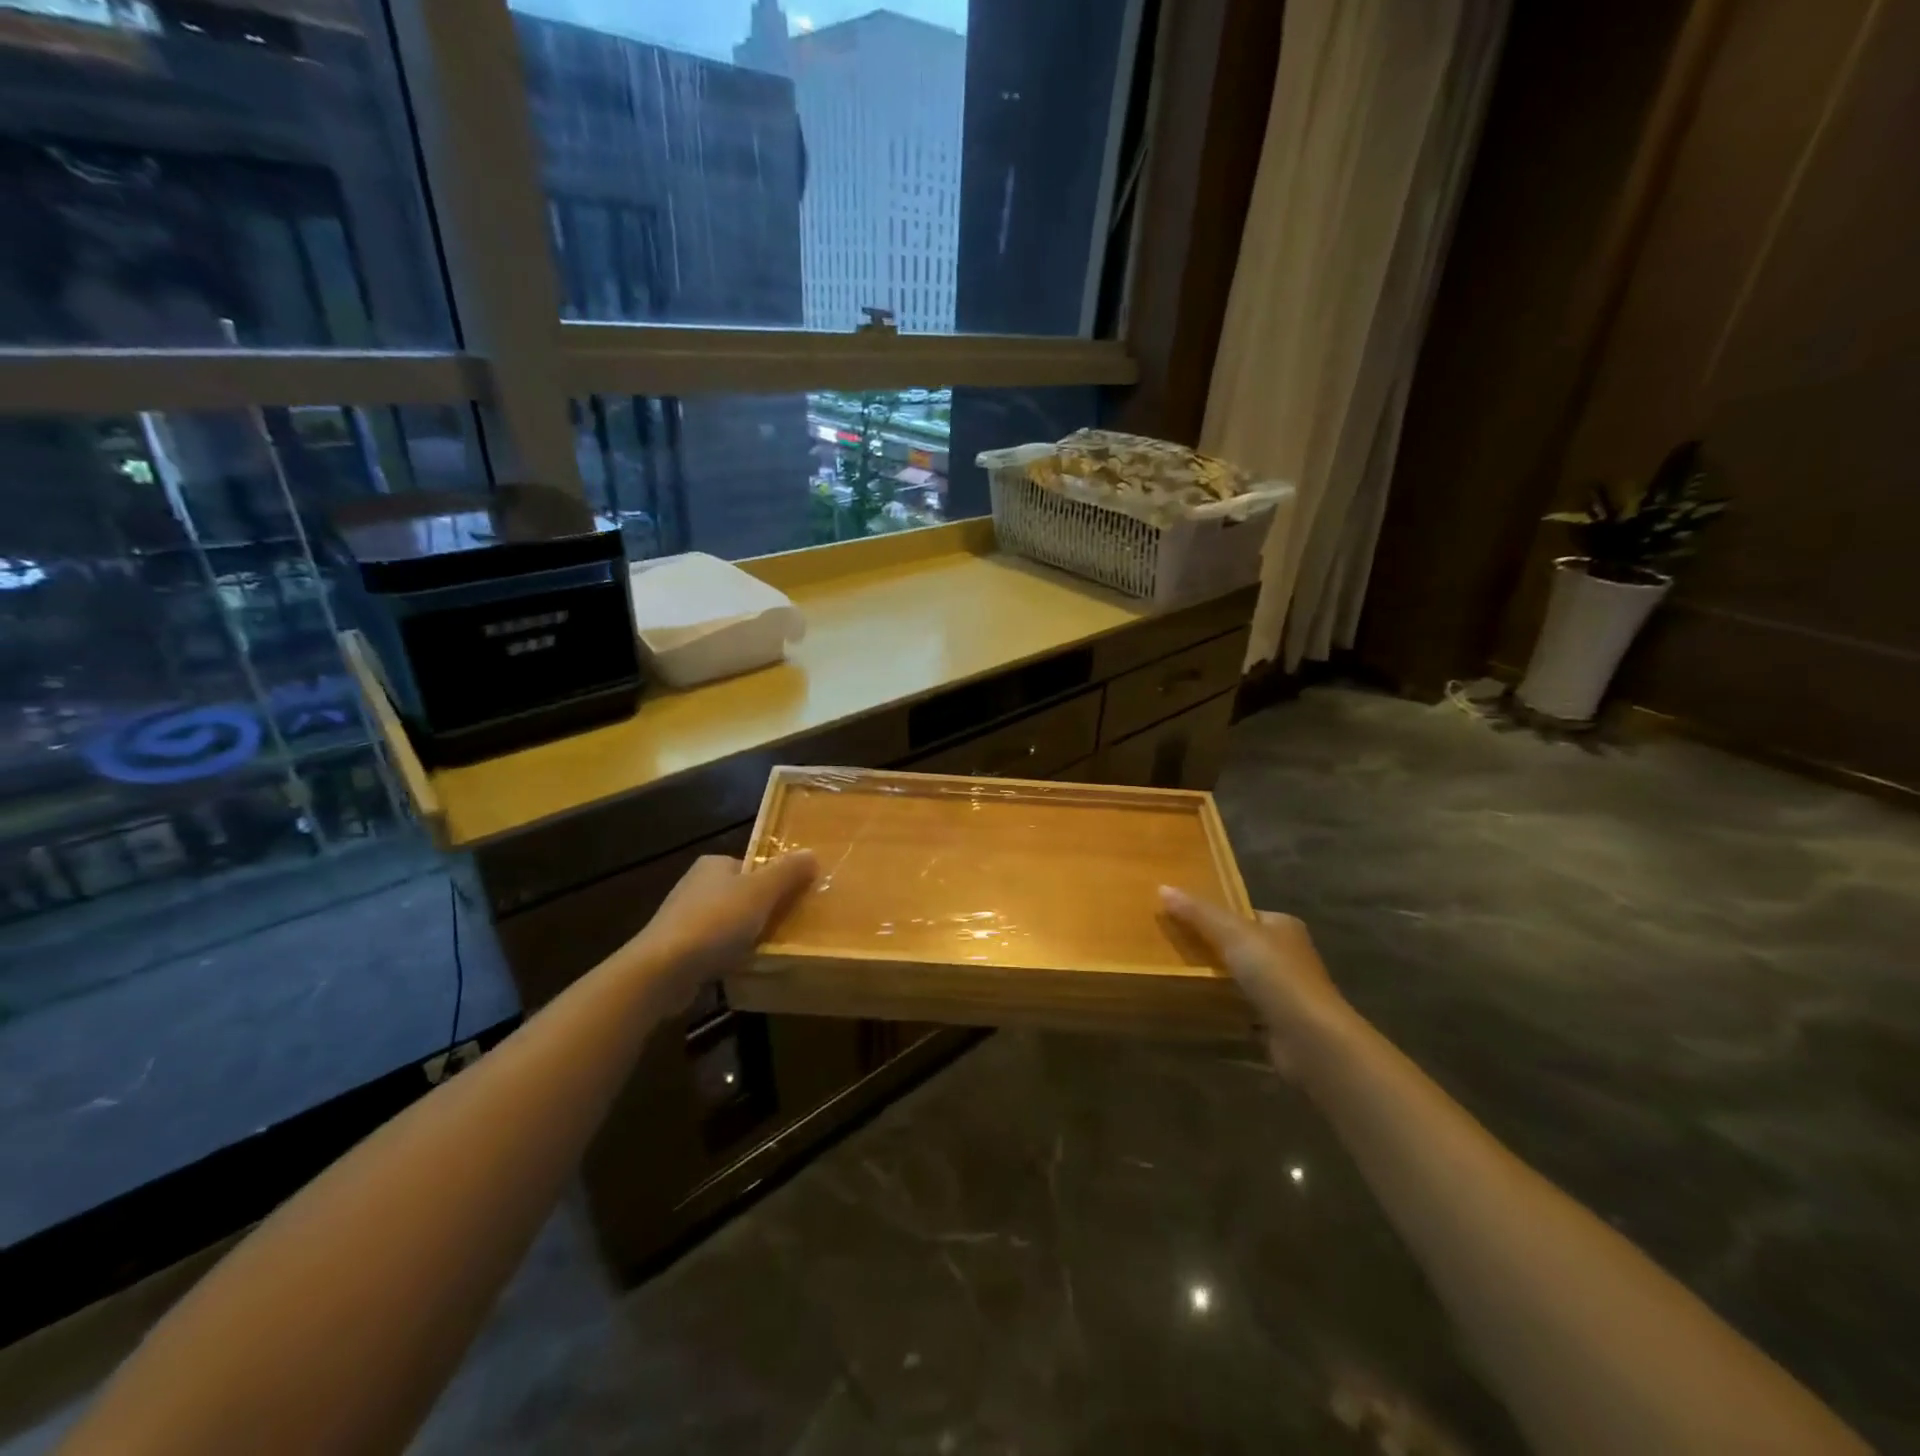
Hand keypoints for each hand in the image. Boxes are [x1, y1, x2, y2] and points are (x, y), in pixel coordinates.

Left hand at [628, 852, 817, 1009]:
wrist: (662, 970)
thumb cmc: (715, 922)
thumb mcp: (761, 891)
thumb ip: (787, 872)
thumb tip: (812, 853)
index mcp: (713, 864)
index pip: (751, 866)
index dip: (774, 882)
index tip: (793, 901)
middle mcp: (695, 885)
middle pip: (741, 895)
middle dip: (762, 911)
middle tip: (788, 927)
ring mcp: (683, 918)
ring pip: (728, 923)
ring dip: (745, 935)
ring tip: (768, 951)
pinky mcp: (677, 949)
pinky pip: (713, 947)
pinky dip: (728, 955)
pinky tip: (740, 967)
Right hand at [1159, 887, 1354, 1077]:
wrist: (1310, 1038)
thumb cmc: (1276, 975)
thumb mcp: (1232, 934)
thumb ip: (1199, 912)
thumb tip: (1163, 887)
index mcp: (1284, 926)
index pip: (1244, 914)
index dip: (1214, 914)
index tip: (1180, 917)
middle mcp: (1288, 955)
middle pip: (1241, 945)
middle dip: (1212, 946)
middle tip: (1172, 945)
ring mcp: (1284, 991)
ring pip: (1240, 977)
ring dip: (1216, 977)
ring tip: (1177, 972)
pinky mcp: (1277, 1022)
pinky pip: (1242, 1006)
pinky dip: (1224, 1005)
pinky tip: (1199, 1005)